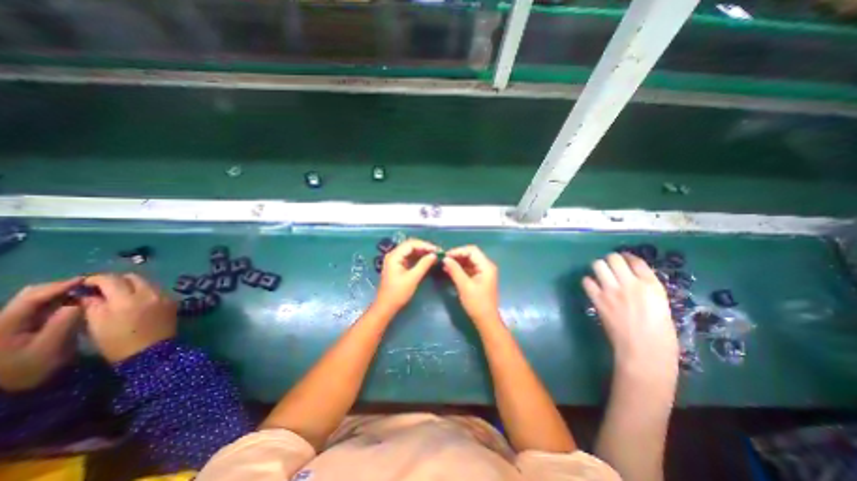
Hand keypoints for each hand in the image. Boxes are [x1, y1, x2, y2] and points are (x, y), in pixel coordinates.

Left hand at [0, 279, 82, 390]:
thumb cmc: (25, 370)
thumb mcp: (49, 347)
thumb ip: (64, 322)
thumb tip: (81, 301)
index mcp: (6, 322)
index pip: (34, 296)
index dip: (61, 286)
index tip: (88, 280)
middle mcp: (3, 319)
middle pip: (31, 295)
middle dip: (61, 288)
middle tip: (89, 287)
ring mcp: (7, 324)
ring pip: (34, 301)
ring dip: (60, 295)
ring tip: (84, 295)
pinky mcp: (14, 328)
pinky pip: (37, 308)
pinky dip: (57, 303)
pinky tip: (72, 305)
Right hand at [78, 272, 176, 362]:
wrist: (151, 352)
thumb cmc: (118, 342)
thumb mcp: (96, 325)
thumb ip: (93, 304)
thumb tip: (88, 293)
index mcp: (127, 299)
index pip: (112, 279)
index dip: (96, 279)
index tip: (85, 284)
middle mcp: (150, 293)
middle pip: (133, 277)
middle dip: (116, 280)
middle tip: (103, 289)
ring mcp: (164, 296)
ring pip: (147, 282)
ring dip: (132, 285)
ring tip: (119, 294)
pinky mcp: (173, 300)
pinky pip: (157, 290)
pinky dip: (145, 291)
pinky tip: (136, 300)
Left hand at [375, 238, 440, 311]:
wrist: (386, 306)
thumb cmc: (398, 293)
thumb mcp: (413, 278)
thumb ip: (424, 265)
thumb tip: (434, 255)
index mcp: (394, 256)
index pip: (411, 244)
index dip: (425, 245)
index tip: (437, 250)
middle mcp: (393, 255)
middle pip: (410, 245)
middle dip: (424, 247)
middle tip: (437, 252)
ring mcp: (395, 260)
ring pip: (410, 251)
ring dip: (422, 252)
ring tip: (434, 255)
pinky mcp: (398, 266)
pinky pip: (409, 257)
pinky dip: (418, 258)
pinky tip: (427, 260)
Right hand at [442, 246, 503, 325]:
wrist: (486, 320)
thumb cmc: (476, 303)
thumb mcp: (464, 286)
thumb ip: (455, 270)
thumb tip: (445, 259)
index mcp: (486, 266)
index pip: (472, 251)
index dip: (458, 251)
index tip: (445, 256)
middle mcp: (486, 266)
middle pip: (471, 254)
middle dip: (457, 256)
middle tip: (444, 260)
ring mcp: (483, 272)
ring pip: (469, 261)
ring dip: (457, 262)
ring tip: (445, 265)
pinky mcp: (479, 278)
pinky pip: (469, 269)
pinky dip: (460, 269)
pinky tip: (450, 271)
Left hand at [583, 252, 676, 367]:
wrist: (644, 352)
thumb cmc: (662, 336)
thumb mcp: (661, 306)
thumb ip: (647, 290)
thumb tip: (631, 281)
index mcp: (652, 286)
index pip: (636, 261)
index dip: (628, 257)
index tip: (624, 259)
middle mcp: (630, 284)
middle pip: (614, 258)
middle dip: (611, 260)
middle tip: (610, 266)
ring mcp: (612, 291)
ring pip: (598, 265)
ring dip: (598, 267)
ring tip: (600, 273)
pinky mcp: (598, 300)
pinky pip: (587, 282)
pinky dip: (588, 282)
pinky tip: (593, 287)